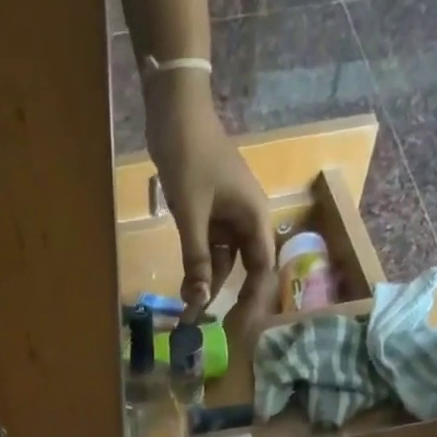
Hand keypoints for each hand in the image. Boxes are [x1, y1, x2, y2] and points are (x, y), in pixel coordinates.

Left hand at [145, 80, 274, 318]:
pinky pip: (208, 249)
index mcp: (254, 215)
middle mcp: (246, 219)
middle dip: (228, 296)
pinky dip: (197, 268)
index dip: (253, 298)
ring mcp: (228, 217)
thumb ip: (196, 258)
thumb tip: (198, 301)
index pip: (262, 267)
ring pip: (222, 262)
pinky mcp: (210, 214)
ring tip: (188, 312)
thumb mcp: (191, 213)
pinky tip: (184, 288)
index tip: (237, 324)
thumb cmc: (189, 156)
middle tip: (211, 327)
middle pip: (245, 268)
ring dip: (207, 284)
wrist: (174, 110)